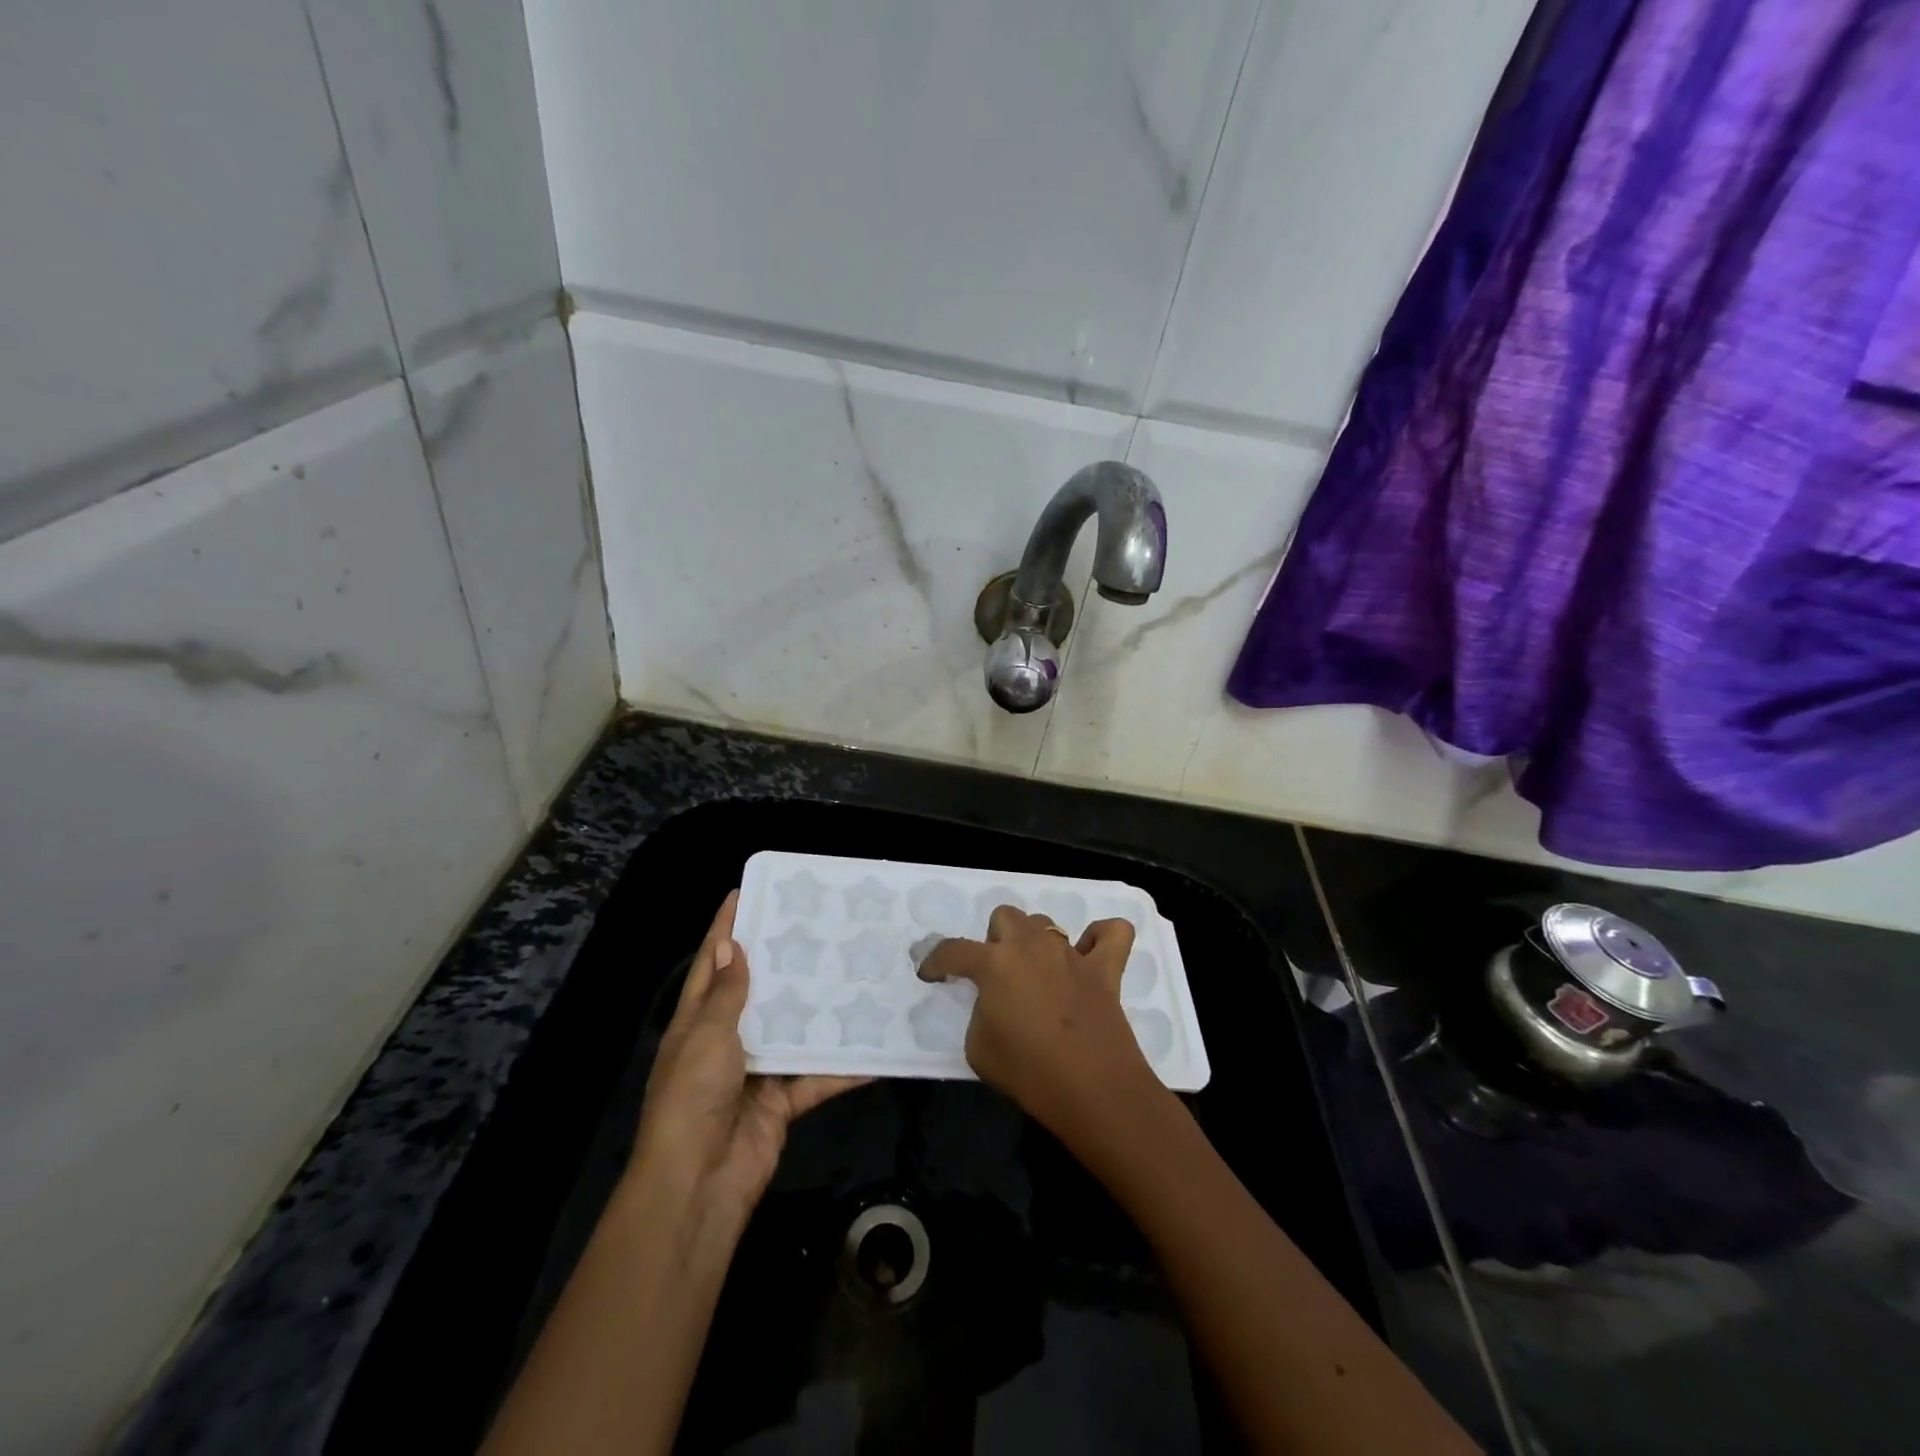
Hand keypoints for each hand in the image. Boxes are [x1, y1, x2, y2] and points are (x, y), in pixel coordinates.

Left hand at [628, 892, 864, 1225]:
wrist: (698, 1184)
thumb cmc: (692, 1099)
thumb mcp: (706, 1037)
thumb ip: (726, 995)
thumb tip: (732, 945)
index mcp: (698, 1022)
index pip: (712, 964)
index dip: (725, 929)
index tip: (745, 893)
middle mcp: (727, 1041)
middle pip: (758, 992)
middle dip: (782, 962)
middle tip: (817, 926)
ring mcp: (756, 1072)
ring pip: (793, 1031)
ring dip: (818, 1010)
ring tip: (852, 973)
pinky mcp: (782, 1101)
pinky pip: (816, 1077)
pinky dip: (843, 1068)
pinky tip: (874, 1049)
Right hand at [918, 905, 1161, 1140]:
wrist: (1093, 1091)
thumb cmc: (1028, 1073)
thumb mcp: (979, 1048)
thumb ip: (980, 1012)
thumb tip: (993, 1002)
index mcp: (995, 963)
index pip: (954, 950)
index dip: (936, 961)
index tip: (931, 975)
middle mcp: (1031, 946)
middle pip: (1005, 917)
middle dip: (995, 940)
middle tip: (996, 974)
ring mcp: (1071, 954)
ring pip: (1046, 923)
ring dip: (1034, 941)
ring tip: (1036, 972)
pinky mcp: (1105, 968)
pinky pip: (1112, 933)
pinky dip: (1100, 937)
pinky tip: (1091, 954)